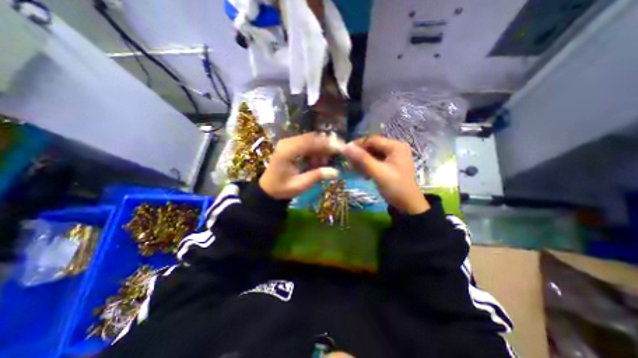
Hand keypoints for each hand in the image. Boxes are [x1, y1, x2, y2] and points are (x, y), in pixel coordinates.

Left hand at [257, 131, 340, 199]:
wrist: (268, 189)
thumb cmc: (282, 188)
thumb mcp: (300, 185)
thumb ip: (317, 176)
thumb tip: (336, 172)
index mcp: (287, 151)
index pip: (310, 142)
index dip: (326, 144)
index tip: (339, 149)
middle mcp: (287, 143)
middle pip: (311, 138)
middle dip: (325, 145)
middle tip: (335, 155)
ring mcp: (287, 143)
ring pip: (310, 139)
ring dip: (320, 148)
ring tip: (324, 162)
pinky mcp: (289, 146)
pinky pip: (306, 143)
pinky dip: (314, 150)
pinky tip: (316, 161)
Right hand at [338, 135, 427, 212]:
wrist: (408, 205)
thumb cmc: (395, 187)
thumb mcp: (377, 172)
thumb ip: (362, 158)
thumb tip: (345, 147)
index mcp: (395, 146)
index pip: (372, 140)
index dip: (358, 145)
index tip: (345, 152)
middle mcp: (395, 148)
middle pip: (372, 147)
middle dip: (360, 156)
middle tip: (350, 165)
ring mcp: (394, 157)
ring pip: (373, 155)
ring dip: (363, 162)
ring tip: (356, 171)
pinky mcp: (391, 165)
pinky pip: (376, 162)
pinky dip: (369, 167)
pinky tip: (365, 175)